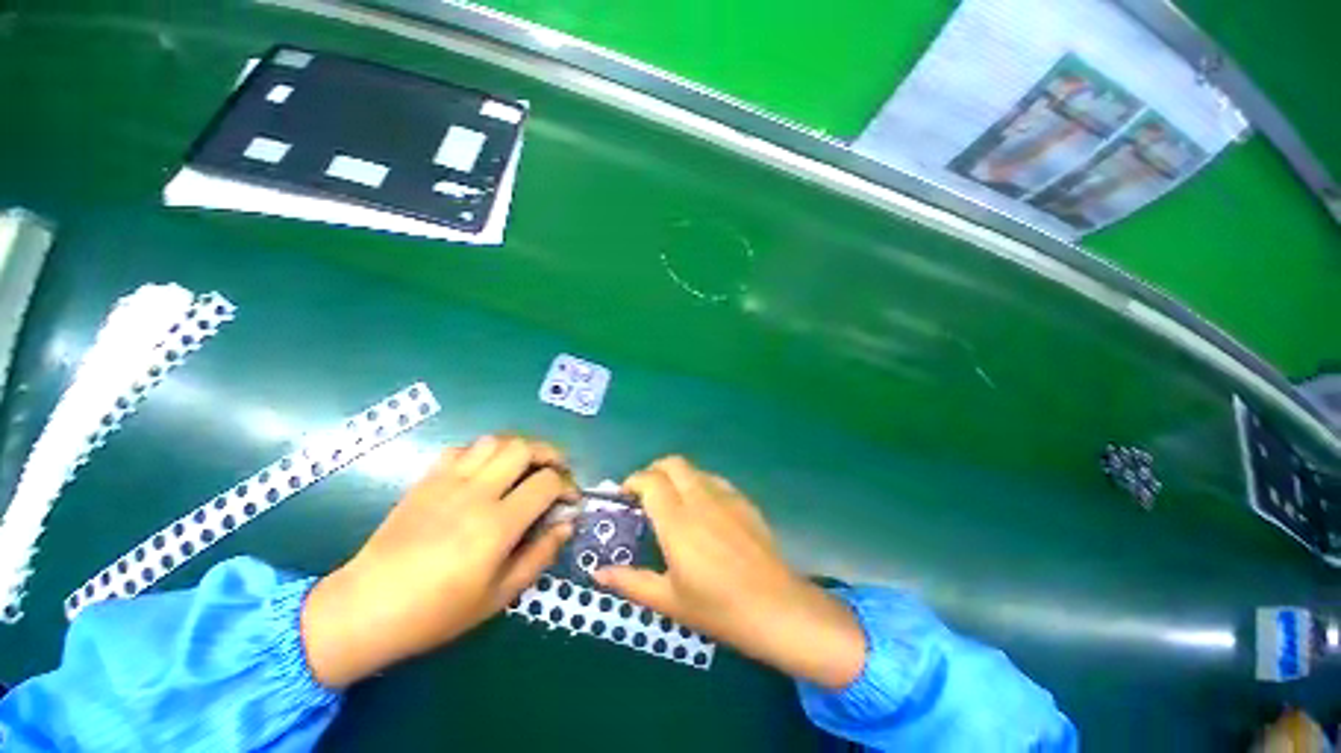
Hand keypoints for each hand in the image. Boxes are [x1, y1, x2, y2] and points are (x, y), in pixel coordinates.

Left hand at [301, 436, 576, 687]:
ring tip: (524, 467)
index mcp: (496, 525)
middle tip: (555, 471)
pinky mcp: (426, 480)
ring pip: (494, 441)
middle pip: (524, 448)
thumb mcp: (499, 595)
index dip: (567, 486)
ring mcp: (448, 482)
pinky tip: (484, 471)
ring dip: (518, 448)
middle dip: (549, 454)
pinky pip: (462, 449)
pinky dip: (482, 452)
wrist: (366, 608)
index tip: (570, 500)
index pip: (547, 482)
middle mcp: (476, 493)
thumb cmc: (437, 612)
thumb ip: (539, 555)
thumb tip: (566, 524)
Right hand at [594, 457, 866, 688]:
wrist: (777, 607)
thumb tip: (597, 573)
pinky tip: (702, 509)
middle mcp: (699, 499)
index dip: (633, 481)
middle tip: (646, 495)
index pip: (650, 481)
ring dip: (677, 476)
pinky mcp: (743, 500)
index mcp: (677, 521)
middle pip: (672, 463)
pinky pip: (714, 480)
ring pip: (694, 469)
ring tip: (673, 501)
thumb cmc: (719, 608)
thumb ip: (630, 581)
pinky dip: (699, 483)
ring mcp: (725, 496)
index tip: (626, 496)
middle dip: (654, 471)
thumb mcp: (669, 600)